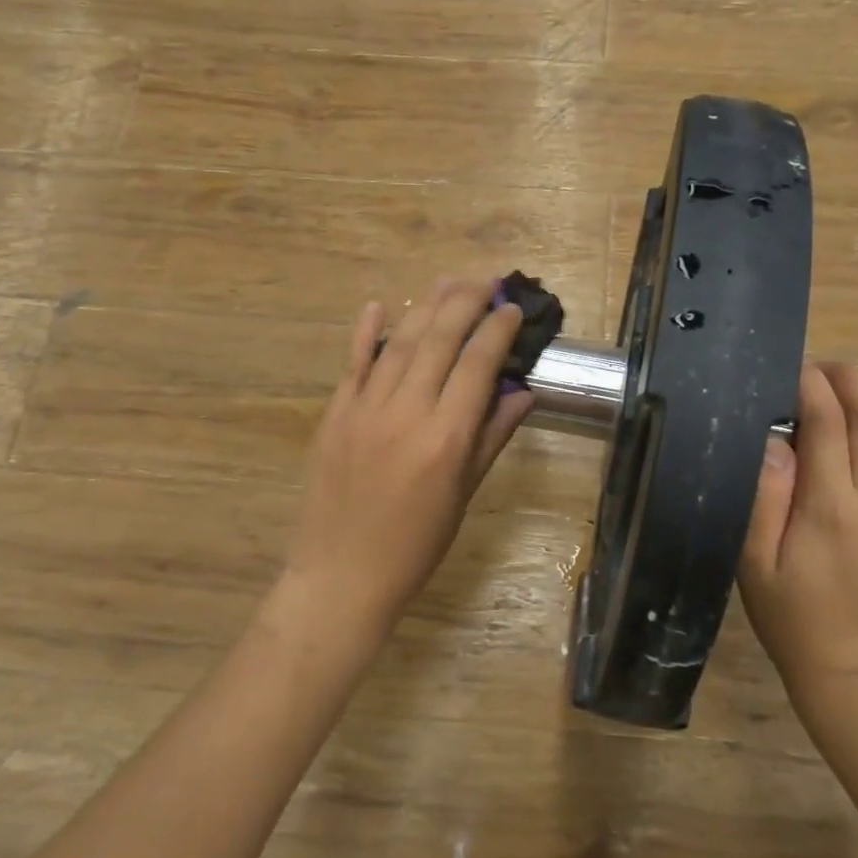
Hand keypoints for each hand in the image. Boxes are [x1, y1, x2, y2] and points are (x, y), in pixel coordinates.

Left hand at [278, 279, 536, 638]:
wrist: (341, 575)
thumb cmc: (415, 545)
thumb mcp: (463, 495)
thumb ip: (491, 438)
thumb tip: (522, 393)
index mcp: (446, 437)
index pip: (478, 365)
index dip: (498, 330)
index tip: (512, 309)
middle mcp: (406, 412)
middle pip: (440, 339)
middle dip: (466, 302)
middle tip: (486, 281)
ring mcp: (365, 409)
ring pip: (400, 342)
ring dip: (426, 306)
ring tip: (448, 282)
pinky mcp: (335, 414)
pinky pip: (354, 363)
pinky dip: (367, 331)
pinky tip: (380, 304)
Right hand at [738, 362, 857, 690]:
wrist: (852, 676)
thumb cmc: (792, 617)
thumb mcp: (755, 561)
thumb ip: (765, 498)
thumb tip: (775, 440)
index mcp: (830, 507)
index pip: (827, 423)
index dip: (812, 386)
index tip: (794, 369)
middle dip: (853, 380)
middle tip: (829, 367)